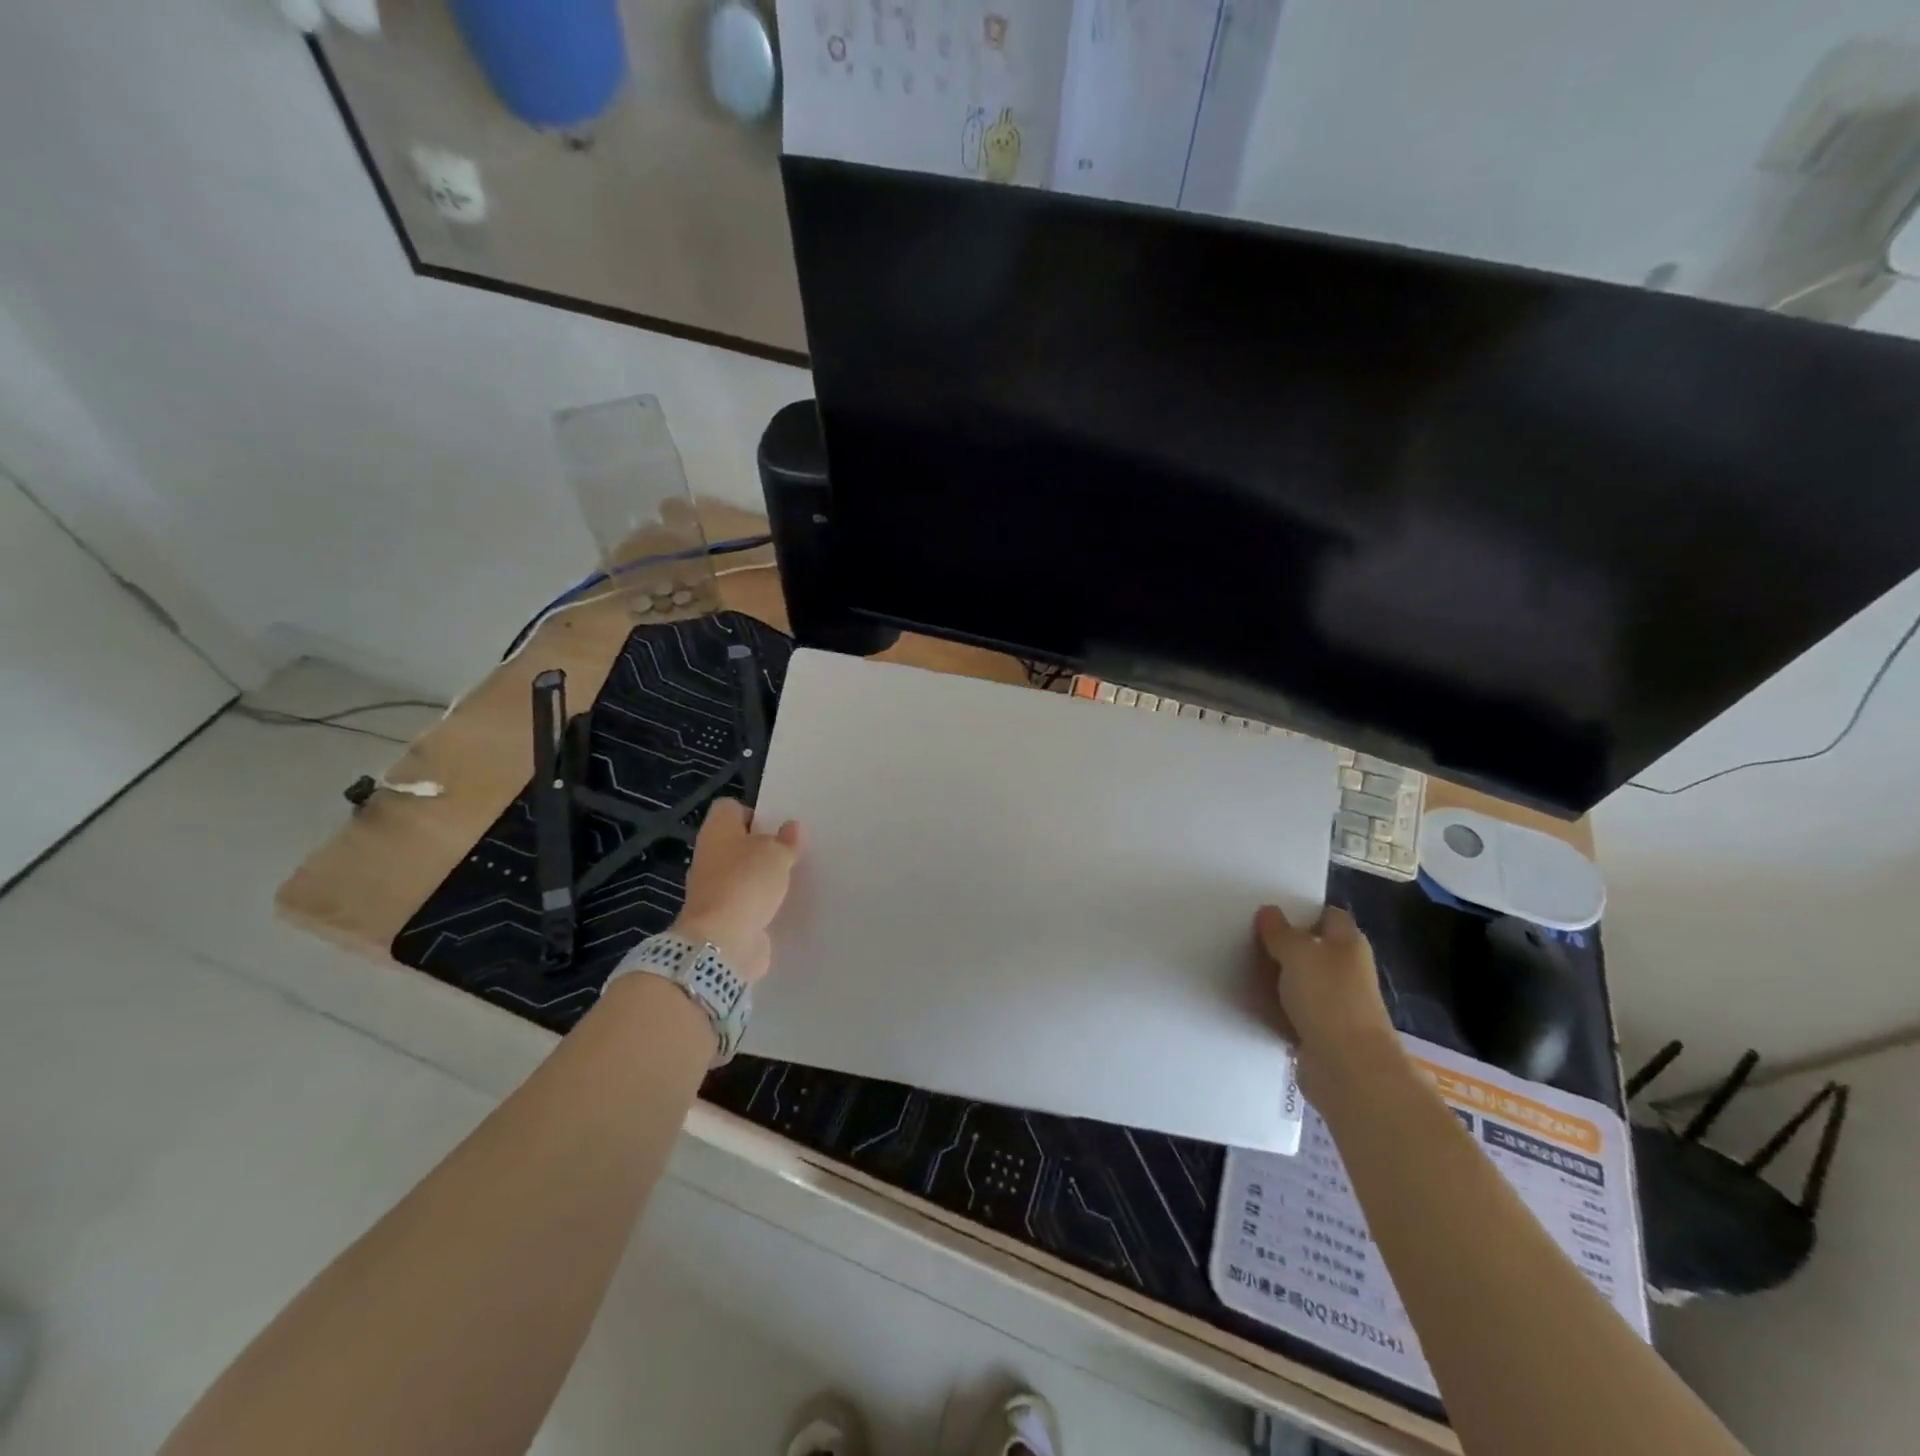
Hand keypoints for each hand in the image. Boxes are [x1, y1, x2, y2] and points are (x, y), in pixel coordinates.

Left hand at [673, 798, 802, 983]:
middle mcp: (710, 856)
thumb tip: (791, 827)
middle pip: (736, 842)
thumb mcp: (777, 853)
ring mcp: (713, 888)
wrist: (722, 941)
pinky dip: (760, 903)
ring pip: (741, 873)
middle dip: (761, 846)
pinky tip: (782, 904)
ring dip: (762, 877)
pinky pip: (745, 901)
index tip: (777, 826)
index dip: (753, 812)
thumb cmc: (747, 882)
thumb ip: (786, 840)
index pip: (729, 808)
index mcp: (718, 830)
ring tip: (791, 877)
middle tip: (790, 851)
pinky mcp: (723, 917)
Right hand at [1254, 904, 1396, 1088]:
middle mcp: (1345, 970)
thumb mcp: (1297, 952)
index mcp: (1348, 944)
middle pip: (1312, 948)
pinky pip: (1292, 1010)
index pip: (1328, 916)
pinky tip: (1250, 1000)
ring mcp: (1334, 1003)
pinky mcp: (1320, 1031)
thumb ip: (1280, 931)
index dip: (1302, 910)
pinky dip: (1274, 1006)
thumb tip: (1270, 912)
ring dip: (1276, 977)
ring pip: (1299, 980)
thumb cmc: (1328, 998)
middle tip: (1246, 937)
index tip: (1270, 912)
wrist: (1348, 1067)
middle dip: (1283, 944)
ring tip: (1241, 966)